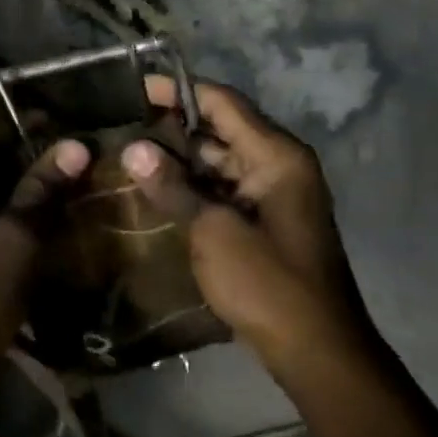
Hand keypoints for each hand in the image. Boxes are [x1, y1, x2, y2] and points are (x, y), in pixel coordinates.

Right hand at [122, 76, 350, 361]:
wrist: (314, 347)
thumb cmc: (267, 283)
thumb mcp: (213, 232)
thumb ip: (173, 187)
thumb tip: (133, 150)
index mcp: (276, 156)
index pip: (224, 103)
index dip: (179, 92)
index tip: (136, 88)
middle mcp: (278, 165)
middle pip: (221, 129)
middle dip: (173, 126)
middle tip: (123, 123)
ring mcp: (273, 193)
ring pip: (219, 160)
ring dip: (180, 158)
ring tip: (129, 152)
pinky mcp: (263, 219)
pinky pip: (223, 188)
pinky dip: (192, 184)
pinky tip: (156, 188)